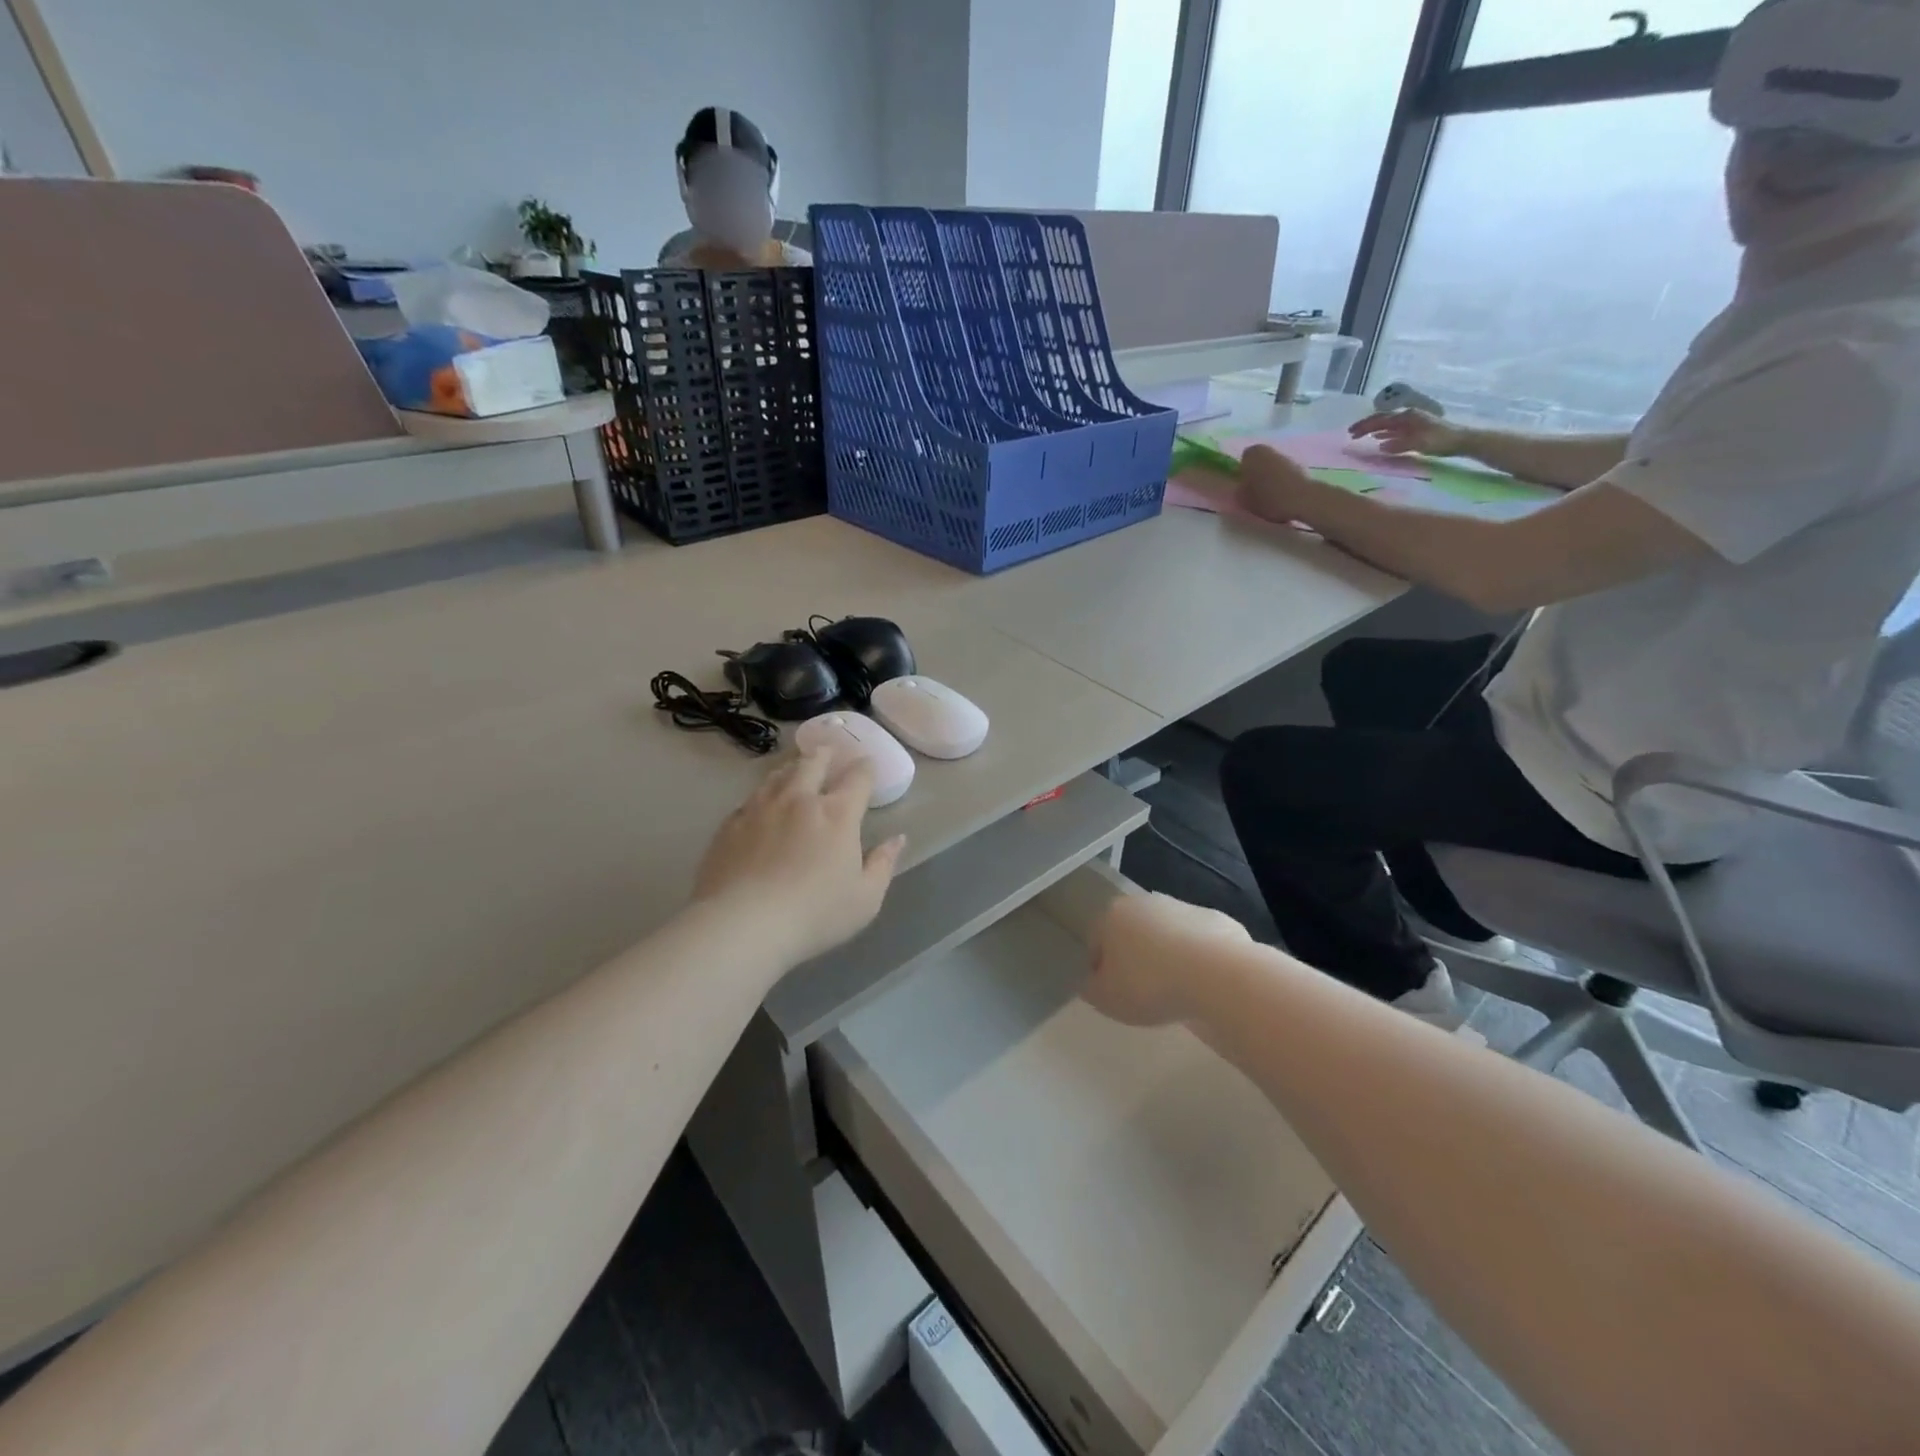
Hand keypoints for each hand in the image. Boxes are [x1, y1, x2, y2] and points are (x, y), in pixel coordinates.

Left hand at [694, 750, 906, 966]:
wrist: (742, 924)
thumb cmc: (814, 914)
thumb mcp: (865, 899)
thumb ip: (883, 864)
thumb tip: (898, 839)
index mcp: (838, 814)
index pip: (858, 777)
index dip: (866, 767)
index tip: (868, 764)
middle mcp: (800, 799)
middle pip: (814, 762)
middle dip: (826, 754)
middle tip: (829, 752)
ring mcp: (761, 807)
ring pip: (779, 774)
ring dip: (793, 767)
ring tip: (796, 768)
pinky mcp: (731, 823)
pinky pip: (751, 798)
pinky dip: (764, 793)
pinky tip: (762, 803)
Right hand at [1082, 893, 1251, 1027]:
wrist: (1218, 974)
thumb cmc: (1150, 985)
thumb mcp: (1107, 999)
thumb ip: (1091, 989)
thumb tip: (1091, 981)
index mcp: (1113, 916)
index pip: (1096, 941)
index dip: (1101, 970)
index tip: (1113, 993)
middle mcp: (1145, 902)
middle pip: (1132, 932)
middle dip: (1135, 957)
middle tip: (1144, 992)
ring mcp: (1183, 907)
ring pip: (1167, 934)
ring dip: (1167, 956)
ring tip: (1177, 990)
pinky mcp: (1217, 919)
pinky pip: (1199, 942)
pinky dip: (1198, 958)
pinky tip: (1204, 983)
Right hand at [1236, 444, 1318, 525]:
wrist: (1300, 500)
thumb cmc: (1266, 497)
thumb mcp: (1243, 498)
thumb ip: (1239, 490)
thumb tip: (1241, 487)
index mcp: (1253, 453)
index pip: (1244, 459)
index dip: (1243, 472)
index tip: (1244, 485)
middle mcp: (1270, 450)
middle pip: (1260, 461)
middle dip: (1257, 473)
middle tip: (1255, 491)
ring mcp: (1286, 457)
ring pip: (1273, 467)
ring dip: (1270, 477)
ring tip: (1269, 496)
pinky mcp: (1299, 467)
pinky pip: (1284, 474)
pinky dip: (1282, 482)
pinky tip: (1282, 496)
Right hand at [1348, 409, 1468, 458]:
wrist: (1462, 440)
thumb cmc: (1441, 441)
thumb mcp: (1419, 444)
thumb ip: (1399, 445)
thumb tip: (1381, 446)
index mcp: (1408, 417)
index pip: (1381, 419)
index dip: (1365, 426)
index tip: (1351, 433)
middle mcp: (1409, 416)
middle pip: (1383, 420)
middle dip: (1366, 426)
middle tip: (1351, 434)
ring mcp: (1413, 422)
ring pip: (1388, 425)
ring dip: (1374, 429)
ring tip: (1361, 436)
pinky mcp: (1416, 429)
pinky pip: (1395, 430)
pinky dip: (1385, 434)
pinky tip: (1379, 440)